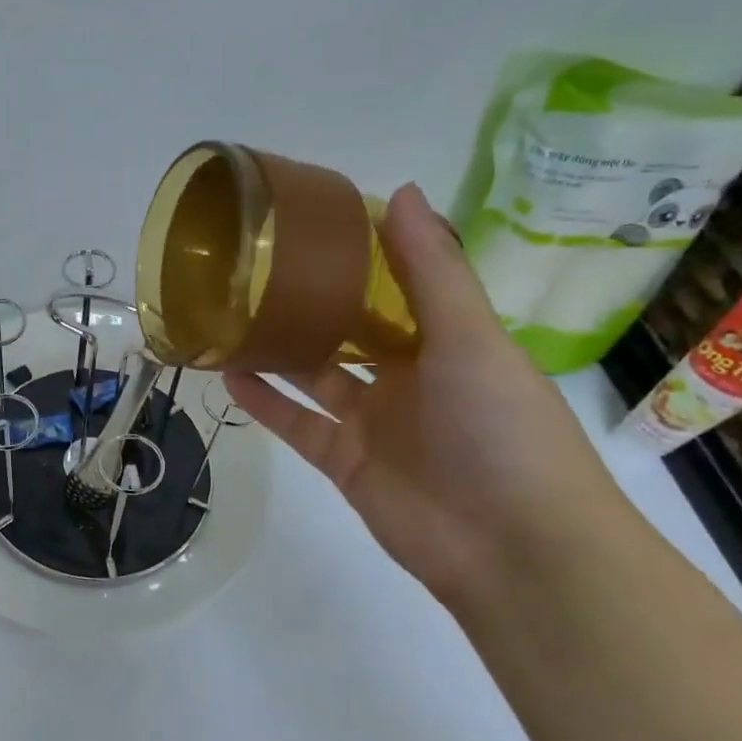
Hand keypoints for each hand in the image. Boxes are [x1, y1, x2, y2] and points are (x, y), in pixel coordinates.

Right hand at [226, 185, 638, 610]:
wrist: (513, 549)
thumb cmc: (502, 429)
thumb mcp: (471, 337)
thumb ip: (431, 269)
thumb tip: (402, 191)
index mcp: (448, 341)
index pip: (400, 287)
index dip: (365, 255)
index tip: (317, 223)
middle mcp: (409, 377)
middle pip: (350, 331)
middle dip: (312, 302)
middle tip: (258, 268)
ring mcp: (373, 422)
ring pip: (315, 376)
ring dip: (278, 349)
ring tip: (232, 314)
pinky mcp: (344, 461)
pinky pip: (296, 423)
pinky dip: (264, 401)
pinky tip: (228, 372)